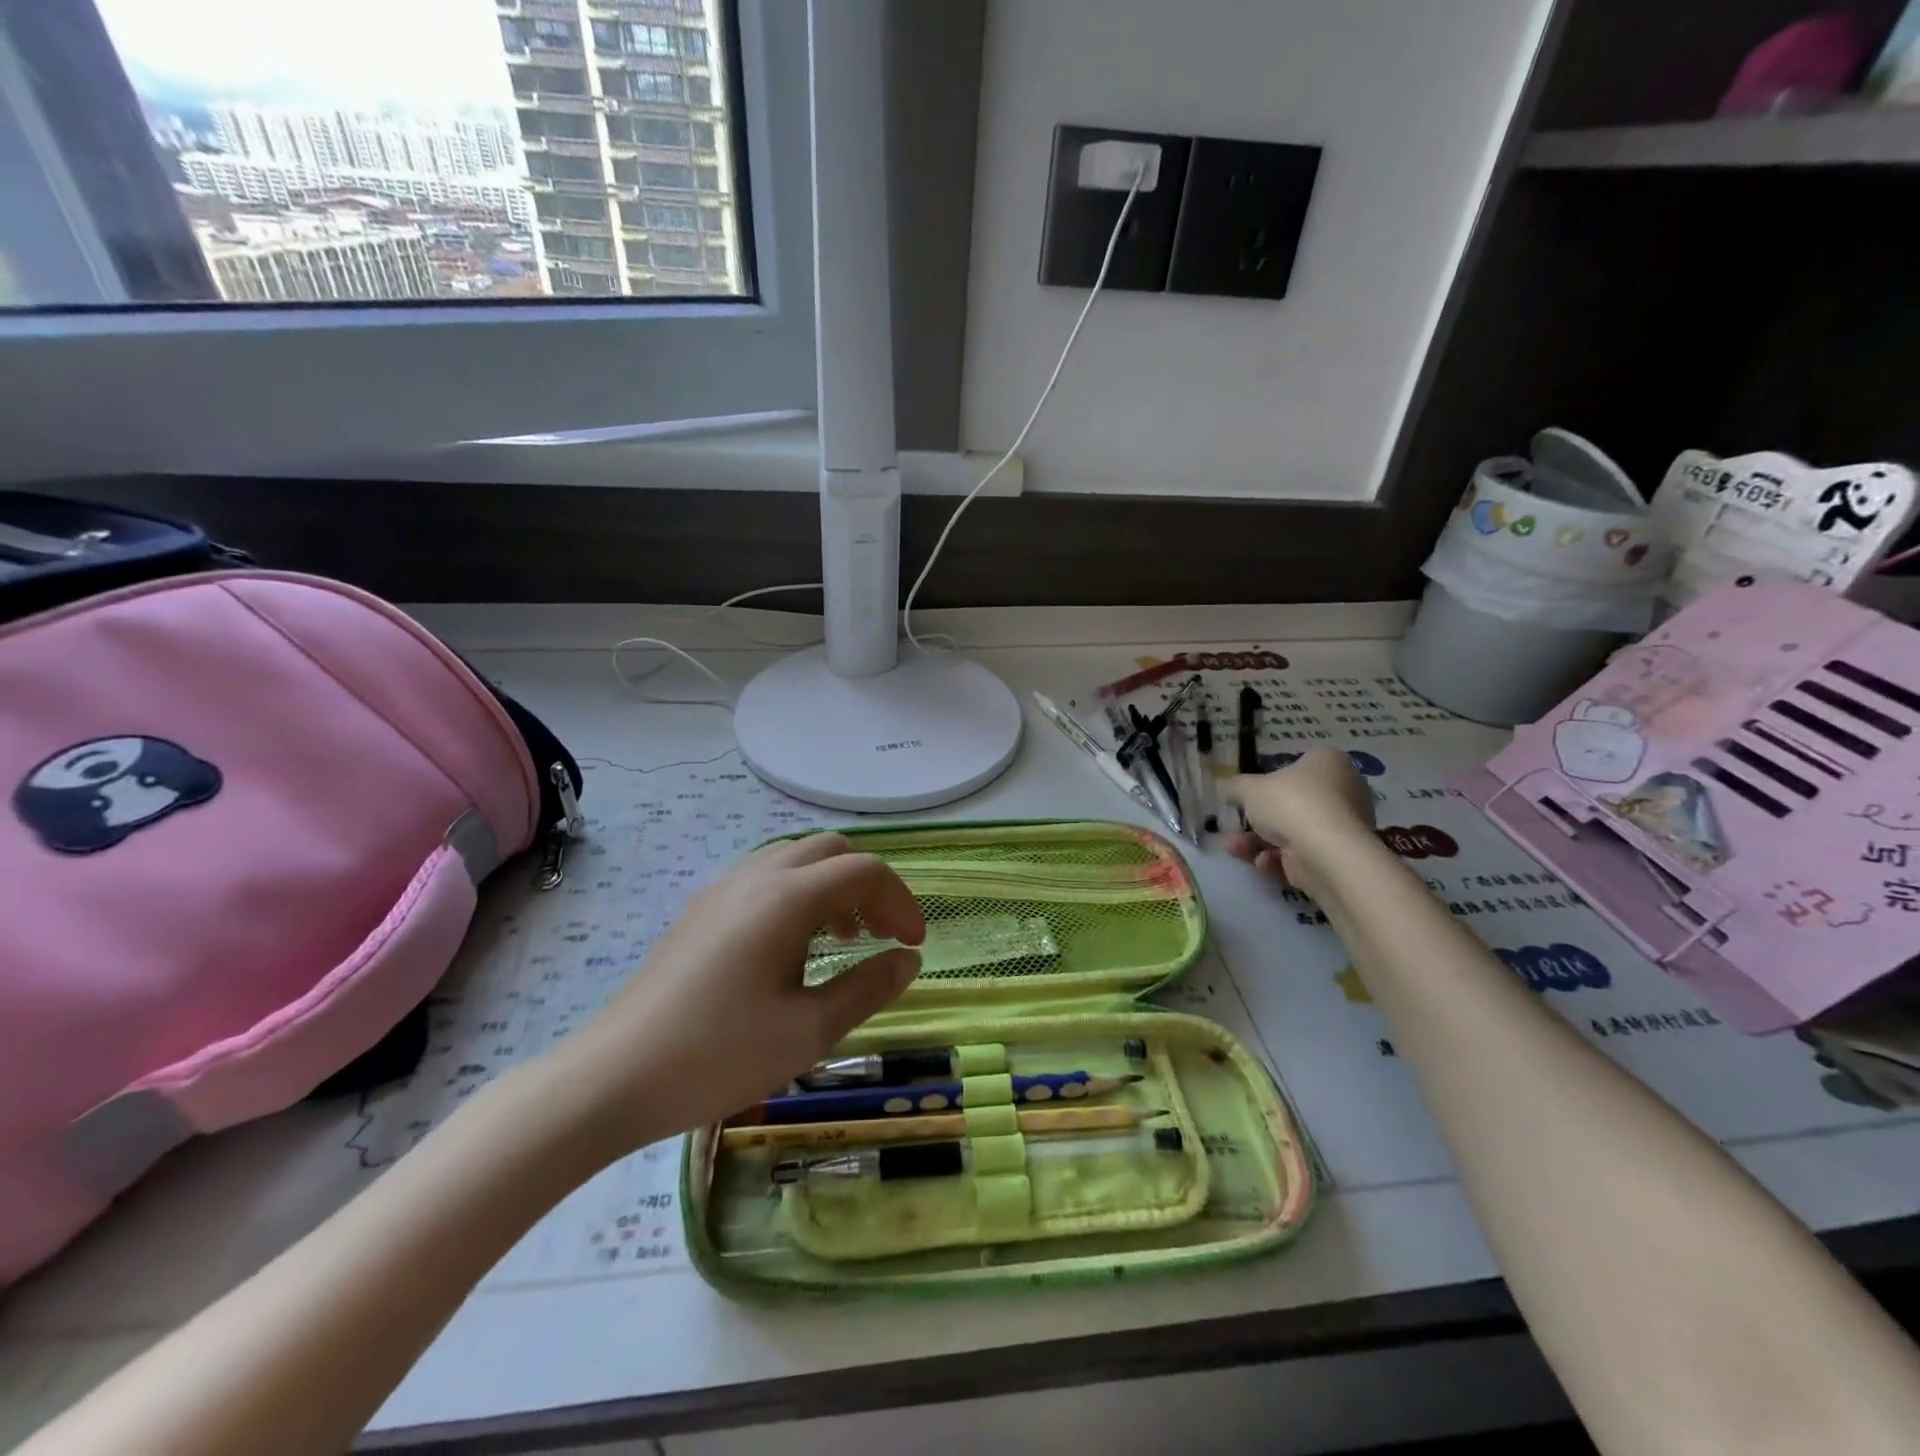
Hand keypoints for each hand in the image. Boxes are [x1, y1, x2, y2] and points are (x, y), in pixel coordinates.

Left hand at [546, 833, 925, 1156]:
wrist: (612, 1077)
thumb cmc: (717, 1056)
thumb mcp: (808, 1031)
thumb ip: (868, 988)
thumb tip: (908, 959)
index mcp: (787, 899)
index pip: (864, 870)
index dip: (900, 902)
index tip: (912, 945)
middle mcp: (757, 877)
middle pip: (832, 850)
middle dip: (869, 886)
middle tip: (881, 936)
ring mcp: (724, 888)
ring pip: (797, 858)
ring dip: (833, 886)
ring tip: (842, 940)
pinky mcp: (702, 909)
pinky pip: (766, 877)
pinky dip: (799, 894)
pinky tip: (793, 947)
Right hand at [1221, 749, 1376, 900]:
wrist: (1325, 852)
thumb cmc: (1290, 804)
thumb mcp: (1249, 788)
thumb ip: (1236, 787)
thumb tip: (1229, 790)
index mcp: (1328, 762)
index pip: (1298, 764)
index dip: (1271, 779)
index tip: (1250, 793)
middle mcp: (1344, 789)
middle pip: (1293, 802)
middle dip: (1259, 818)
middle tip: (1236, 824)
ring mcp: (1344, 825)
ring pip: (1293, 830)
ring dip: (1259, 840)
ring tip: (1233, 847)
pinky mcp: (1339, 855)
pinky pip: (1303, 851)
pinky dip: (1279, 858)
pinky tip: (1261, 862)